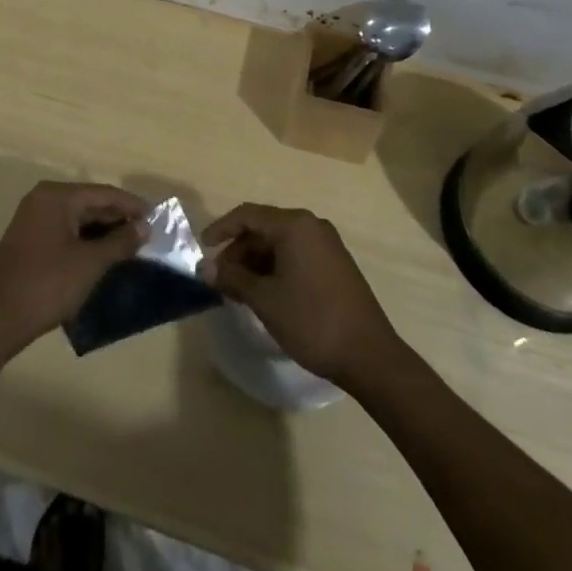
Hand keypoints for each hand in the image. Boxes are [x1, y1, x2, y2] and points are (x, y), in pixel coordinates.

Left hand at [0, 181, 149, 356]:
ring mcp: (33, 219)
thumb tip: (144, 227)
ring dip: (103, 231)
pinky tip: (104, 255)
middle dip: (118, 218)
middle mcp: (43, 199)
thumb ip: (120, 242)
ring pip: (78, 218)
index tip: (157, 218)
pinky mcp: (29, 239)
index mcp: (57, 196)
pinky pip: (66, 230)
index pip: (103, 193)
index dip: (132, 205)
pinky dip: (86, 240)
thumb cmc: (47, 285)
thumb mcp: (90, 263)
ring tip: (131, 246)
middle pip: (90, 202)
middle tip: (147, 234)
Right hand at [199, 203, 400, 389]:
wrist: (369, 356)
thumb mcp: (265, 300)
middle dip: (239, 251)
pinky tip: (266, 293)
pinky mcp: (336, 264)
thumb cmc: (312, 320)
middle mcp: (311, 225)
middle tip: (221, 279)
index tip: (203, 248)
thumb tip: (204, 268)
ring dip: (256, 262)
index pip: (247, 215)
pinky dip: (276, 268)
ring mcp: (327, 244)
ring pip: (280, 243)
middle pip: (264, 228)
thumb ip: (232, 279)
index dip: (221, 229)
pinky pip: (296, 255)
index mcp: (294, 225)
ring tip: (240, 290)